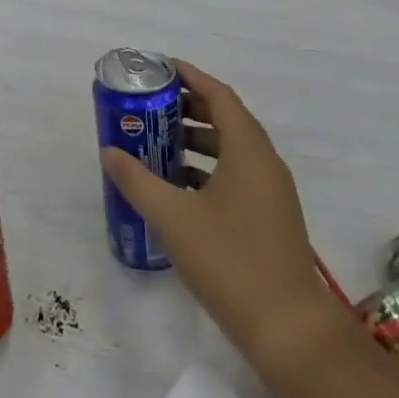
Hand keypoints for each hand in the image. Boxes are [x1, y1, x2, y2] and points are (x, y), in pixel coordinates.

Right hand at [102, 61, 333, 370]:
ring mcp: (272, 191)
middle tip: (150, 105)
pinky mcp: (271, 215)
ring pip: (232, 148)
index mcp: (248, 151)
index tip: (159, 68)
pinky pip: (237, 173)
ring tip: (157, 142)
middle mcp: (265, 163)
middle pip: (226, 118)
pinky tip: (178, 185)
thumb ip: (137, 180)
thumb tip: (110, 152)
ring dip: (196, 138)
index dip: (190, 76)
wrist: (289, 329)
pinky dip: (207, 166)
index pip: (219, 96)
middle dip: (188, 107)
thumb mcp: (173, 218)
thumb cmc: (230, 262)